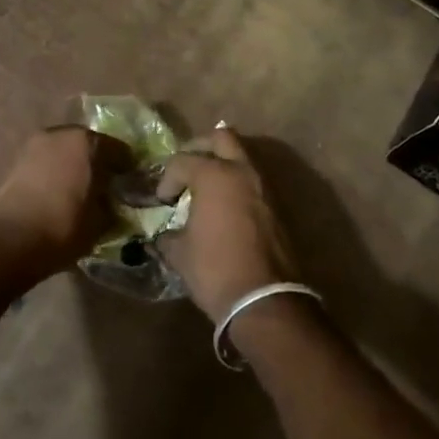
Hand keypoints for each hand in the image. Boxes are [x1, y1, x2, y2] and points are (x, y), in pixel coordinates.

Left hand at [0, 126, 126, 283]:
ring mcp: (36, 144)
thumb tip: (115, 202)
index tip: (133, 184)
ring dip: (75, 165)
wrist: (8, 241)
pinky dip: (56, 172)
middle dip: (100, 162)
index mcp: (89, 142)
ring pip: (66, 151)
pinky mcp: (17, 160)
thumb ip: (112, 206)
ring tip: (82, 190)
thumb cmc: (63, 227)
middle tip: (107, 184)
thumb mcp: (100, 222)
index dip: (129, 168)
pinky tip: (60, 193)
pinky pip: (47, 161)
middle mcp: (62, 134)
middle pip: (90, 145)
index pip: (120, 151)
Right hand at [155, 127, 298, 322]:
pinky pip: (253, 180)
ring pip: (242, 157)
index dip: (166, 178)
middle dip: (201, 148)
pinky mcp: (277, 206)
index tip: (162, 201)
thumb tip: (162, 236)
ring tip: (206, 187)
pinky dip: (237, 184)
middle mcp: (241, 171)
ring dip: (223, 164)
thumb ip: (167, 236)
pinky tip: (224, 206)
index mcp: (214, 175)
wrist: (265, 300)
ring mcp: (263, 187)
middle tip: (187, 169)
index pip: (182, 161)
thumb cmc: (215, 270)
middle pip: (221, 138)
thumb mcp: (180, 254)